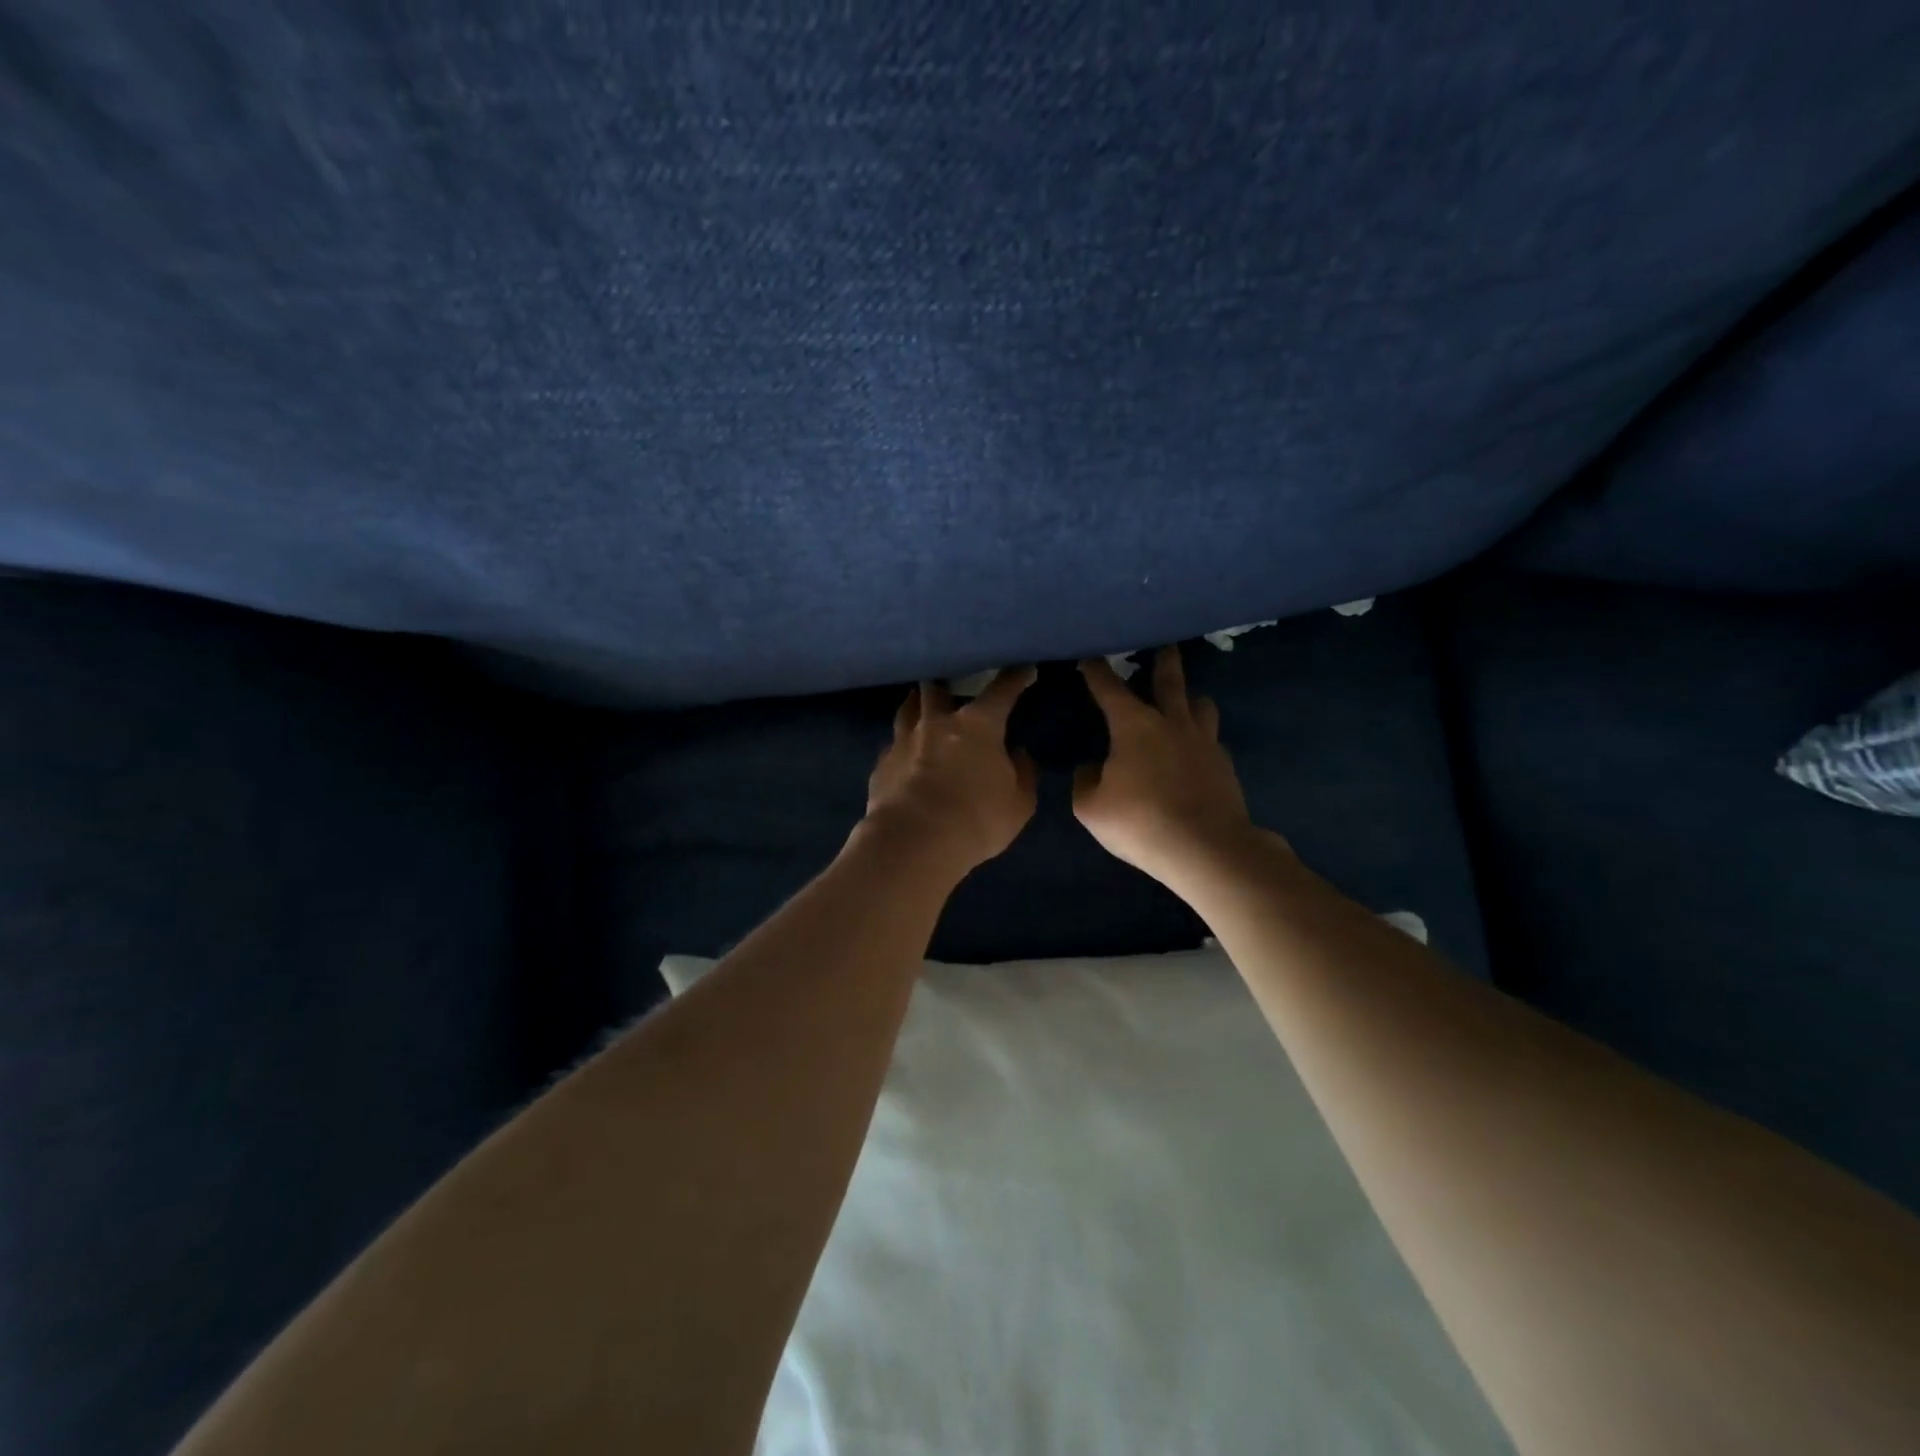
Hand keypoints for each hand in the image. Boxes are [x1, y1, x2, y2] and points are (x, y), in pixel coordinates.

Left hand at [864, 669, 1038, 875]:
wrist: (914, 842)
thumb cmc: (976, 820)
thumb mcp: (1018, 804)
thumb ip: (1022, 774)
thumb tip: (1018, 754)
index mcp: (977, 725)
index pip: (1001, 691)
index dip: (1015, 678)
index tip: (1023, 670)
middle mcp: (937, 723)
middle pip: (938, 689)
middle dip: (946, 683)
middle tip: (951, 685)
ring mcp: (903, 741)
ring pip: (907, 709)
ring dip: (917, 705)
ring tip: (920, 706)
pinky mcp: (881, 765)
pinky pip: (892, 745)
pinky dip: (901, 745)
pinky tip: (902, 754)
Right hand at [1074, 646, 1264, 885]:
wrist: (1206, 848)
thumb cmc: (1141, 822)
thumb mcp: (1091, 808)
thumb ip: (1086, 781)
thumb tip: (1092, 768)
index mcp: (1134, 726)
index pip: (1109, 688)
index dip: (1097, 670)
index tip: (1090, 654)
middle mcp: (1172, 722)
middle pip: (1169, 680)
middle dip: (1163, 660)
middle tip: (1165, 644)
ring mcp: (1203, 741)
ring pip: (1200, 704)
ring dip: (1190, 697)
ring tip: (1185, 699)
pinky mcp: (1224, 764)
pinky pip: (1211, 738)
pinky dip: (1201, 736)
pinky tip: (1195, 749)